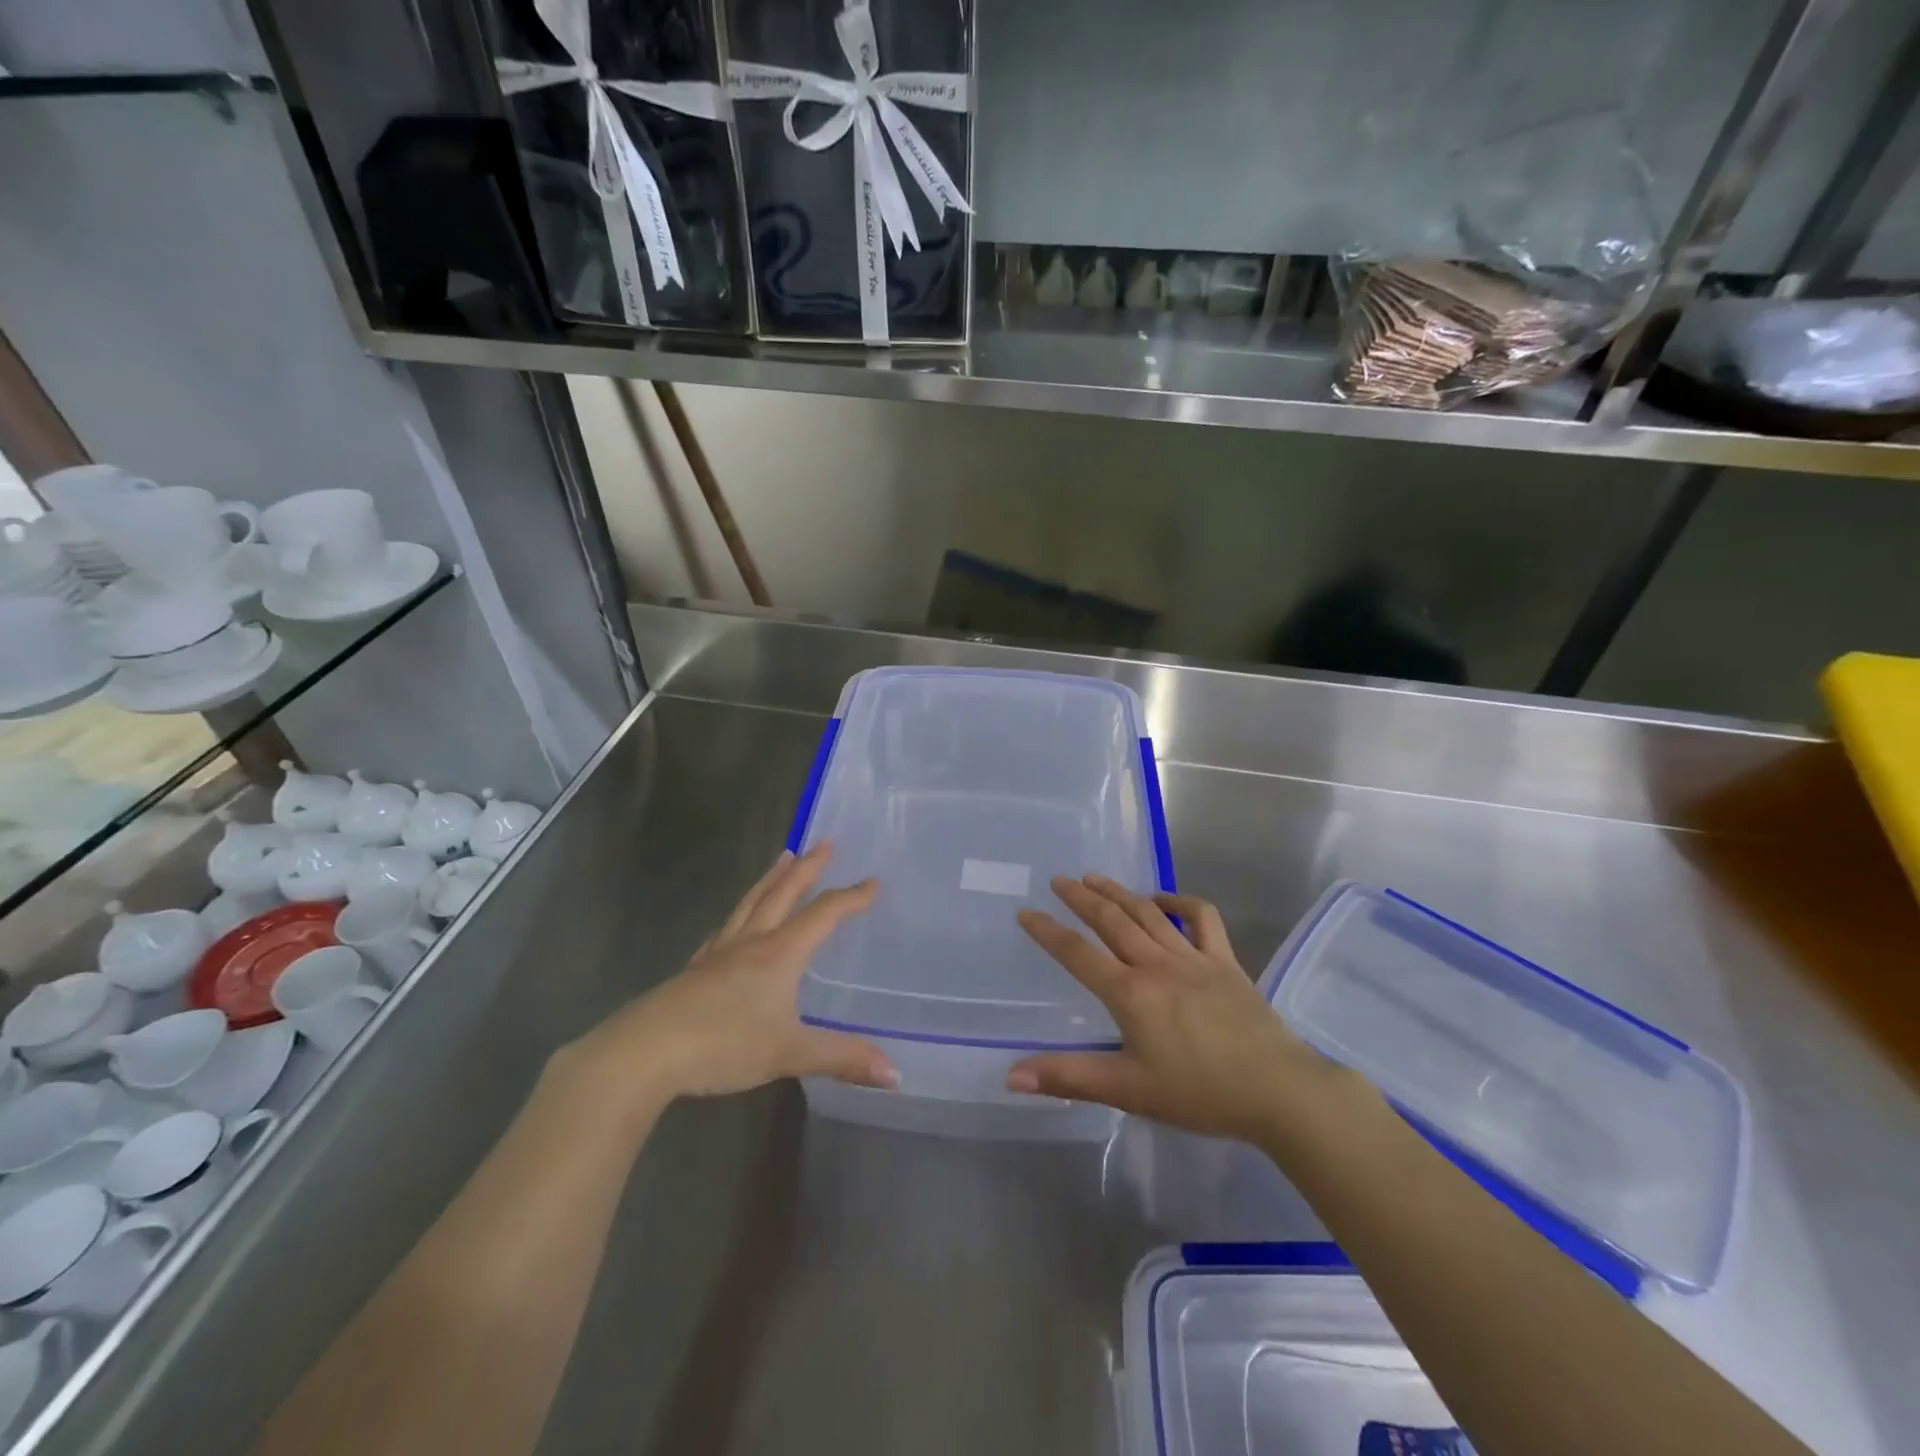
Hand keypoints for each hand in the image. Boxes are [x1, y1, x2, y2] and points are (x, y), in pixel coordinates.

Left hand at [558, 844, 895, 1113]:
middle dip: (808, 868)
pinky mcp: (695, 970)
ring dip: (771, 879)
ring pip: (751, 903)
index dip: (851, 897)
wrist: (645, 1051)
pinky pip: (725, 929)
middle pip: (783, 894)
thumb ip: (842, 1058)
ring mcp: (720, 953)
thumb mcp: (790, 1053)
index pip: (823, 914)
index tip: (873, 881)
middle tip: (825, 842)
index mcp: (779, 954)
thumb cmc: (723, 1045)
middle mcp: (751, 942)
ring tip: (783, 857)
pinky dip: (739, 914)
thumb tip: (896, 1074)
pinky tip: (734, 921)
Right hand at [1007, 876, 1333, 1142]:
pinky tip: (1163, 899)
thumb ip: (1069, 1077)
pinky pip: (1202, 919)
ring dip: (1119, 892)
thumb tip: (1011, 1075)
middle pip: (1111, 921)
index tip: (1025, 912)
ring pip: (1148, 913)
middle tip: (1059, 880)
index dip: (1048, 932)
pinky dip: (1180, 902)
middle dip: (1081, 898)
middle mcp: (1157, 964)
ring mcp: (1193, 958)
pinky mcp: (1225, 962)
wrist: (1278, 1090)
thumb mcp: (1128, 1090)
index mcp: (1130, 993)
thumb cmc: (1200, 1093)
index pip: (1078, 954)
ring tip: (1095, 878)